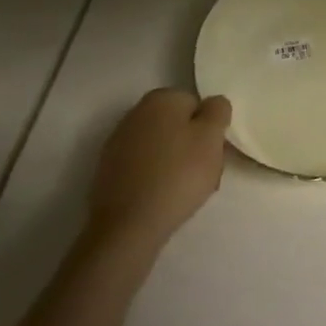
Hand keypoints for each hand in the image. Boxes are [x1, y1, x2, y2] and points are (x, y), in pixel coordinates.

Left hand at [86, 89, 231, 248]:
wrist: (126, 228)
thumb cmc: (177, 175)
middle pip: (177, 126)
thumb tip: (212, 105)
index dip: (209, 131)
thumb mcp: (212, 137)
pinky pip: (142, 168)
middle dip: (191, 147)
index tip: (213, 156)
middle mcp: (136, 112)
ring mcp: (118, 143)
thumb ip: (218, 110)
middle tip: (203, 176)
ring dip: (173, 164)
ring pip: (160, 148)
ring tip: (182, 194)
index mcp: (161, 98)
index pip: (197, 106)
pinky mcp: (107, 173)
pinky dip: (153, 179)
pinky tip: (159, 200)